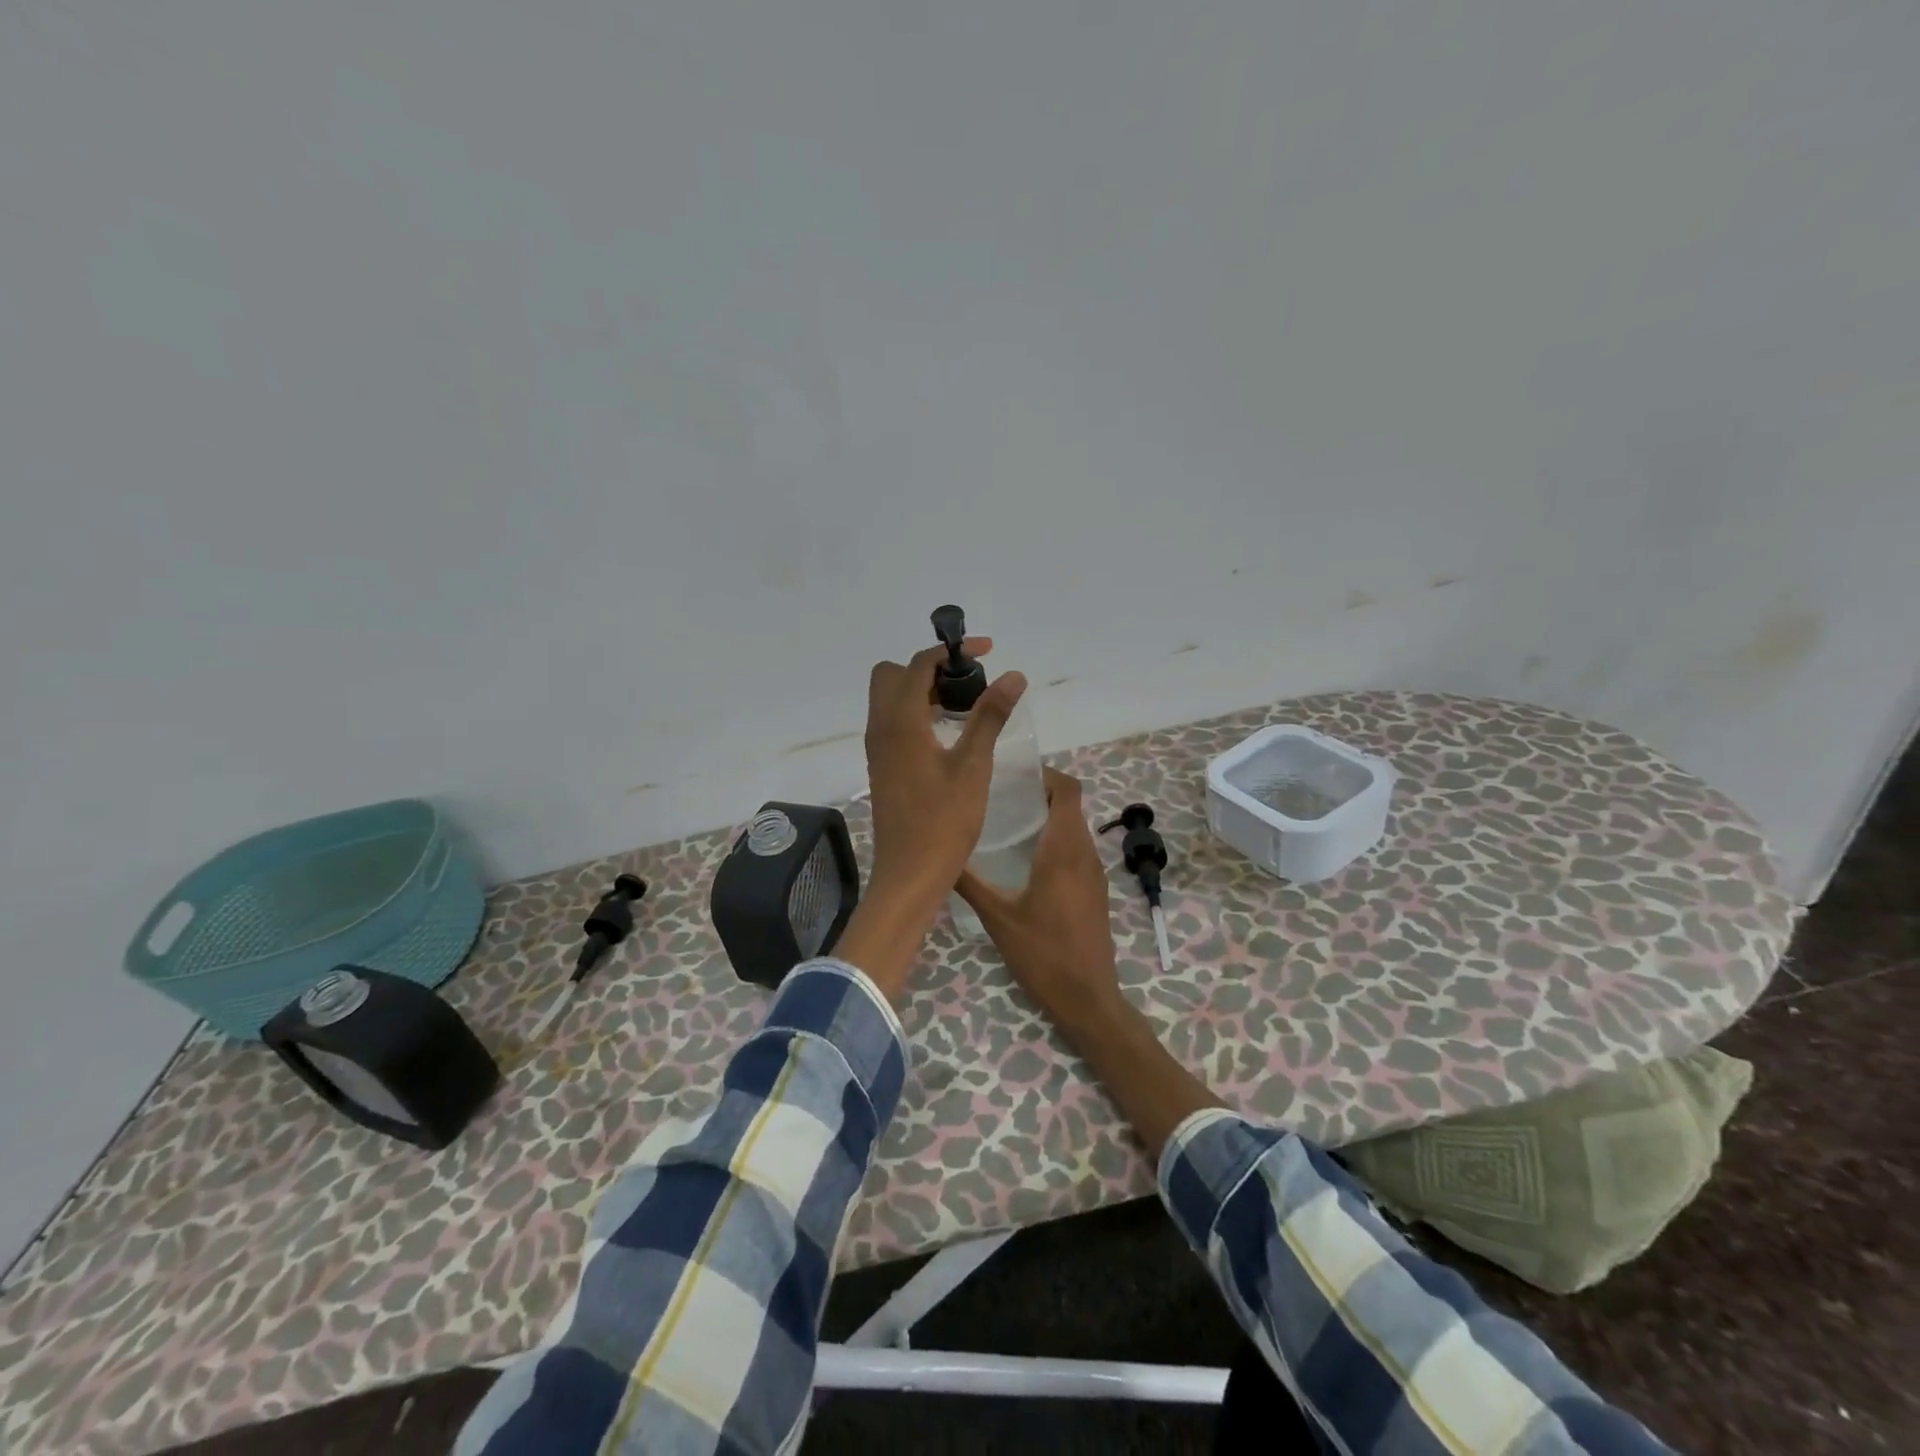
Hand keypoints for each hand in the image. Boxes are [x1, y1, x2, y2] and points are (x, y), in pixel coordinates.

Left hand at [862, 638, 1027, 912]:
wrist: (910, 873)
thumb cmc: (944, 820)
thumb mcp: (974, 765)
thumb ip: (990, 716)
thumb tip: (1014, 676)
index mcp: (901, 721)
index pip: (919, 664)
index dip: (952, 650)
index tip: (987, 652)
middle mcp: (881, 728)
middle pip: (893, 675)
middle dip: (928, 668)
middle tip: (966, 683)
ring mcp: (878, 748)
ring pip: (890, 699)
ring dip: (922, 690)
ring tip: (963, 706)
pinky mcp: (882, 766)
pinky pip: (892, 722)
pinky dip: (916, 713)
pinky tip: (947, 735)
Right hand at [955, 769, 1122, 1029]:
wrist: (1087, 997)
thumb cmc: (1042, 953)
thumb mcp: (997, 918)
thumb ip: (970, 883)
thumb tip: (940, 855)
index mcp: (1064, 850)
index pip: (1068, 790)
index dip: (1046, 774)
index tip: (1015, 776)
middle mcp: (1084, 854)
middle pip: (1071, 805)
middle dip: (1041, 793)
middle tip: (1003, 798)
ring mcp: (1094, 872)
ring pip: (1075, 828)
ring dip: (1049, 818)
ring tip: (1010, 824)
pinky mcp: (1095, 890)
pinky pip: (1078, 849)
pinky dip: (1057, 840)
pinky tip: (1027, 860)